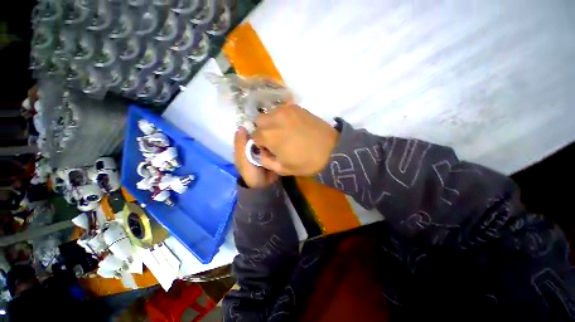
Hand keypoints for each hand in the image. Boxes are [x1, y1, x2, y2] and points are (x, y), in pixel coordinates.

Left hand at [234, 127, 278, 187]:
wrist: (264, 186)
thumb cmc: (250, 173)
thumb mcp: (242, 159)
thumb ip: (240, 144)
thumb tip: (241, 126)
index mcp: (244, 146)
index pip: (248, 131)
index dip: (253, 125)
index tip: (261, 118)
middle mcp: (254, 146)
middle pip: (259, 134)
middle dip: (264, 130)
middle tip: (272, 123)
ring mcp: (264, 150)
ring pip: (267, 139)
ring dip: (271, 135)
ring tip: (278, 127)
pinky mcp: (273, 153)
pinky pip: (274, 145)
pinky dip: (277, 141)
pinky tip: (282, 136)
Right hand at [252, 104, 338, 175]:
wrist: (332, 150)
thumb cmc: (307, 162)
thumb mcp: (283, 169)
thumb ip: (266, 161)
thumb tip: (260, 152)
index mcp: (269, 136)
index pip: (254, 136)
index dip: (259, 143)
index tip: (268, 148)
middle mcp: (274, 119)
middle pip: (259, 121)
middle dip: (262, 130)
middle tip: (274, 139)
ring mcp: (286, 110)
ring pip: (269, 114)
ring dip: (271, 123)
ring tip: (283, 132)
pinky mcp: (296, 107)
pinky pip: (281, 110)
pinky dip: (281, 118)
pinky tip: (291, 126)